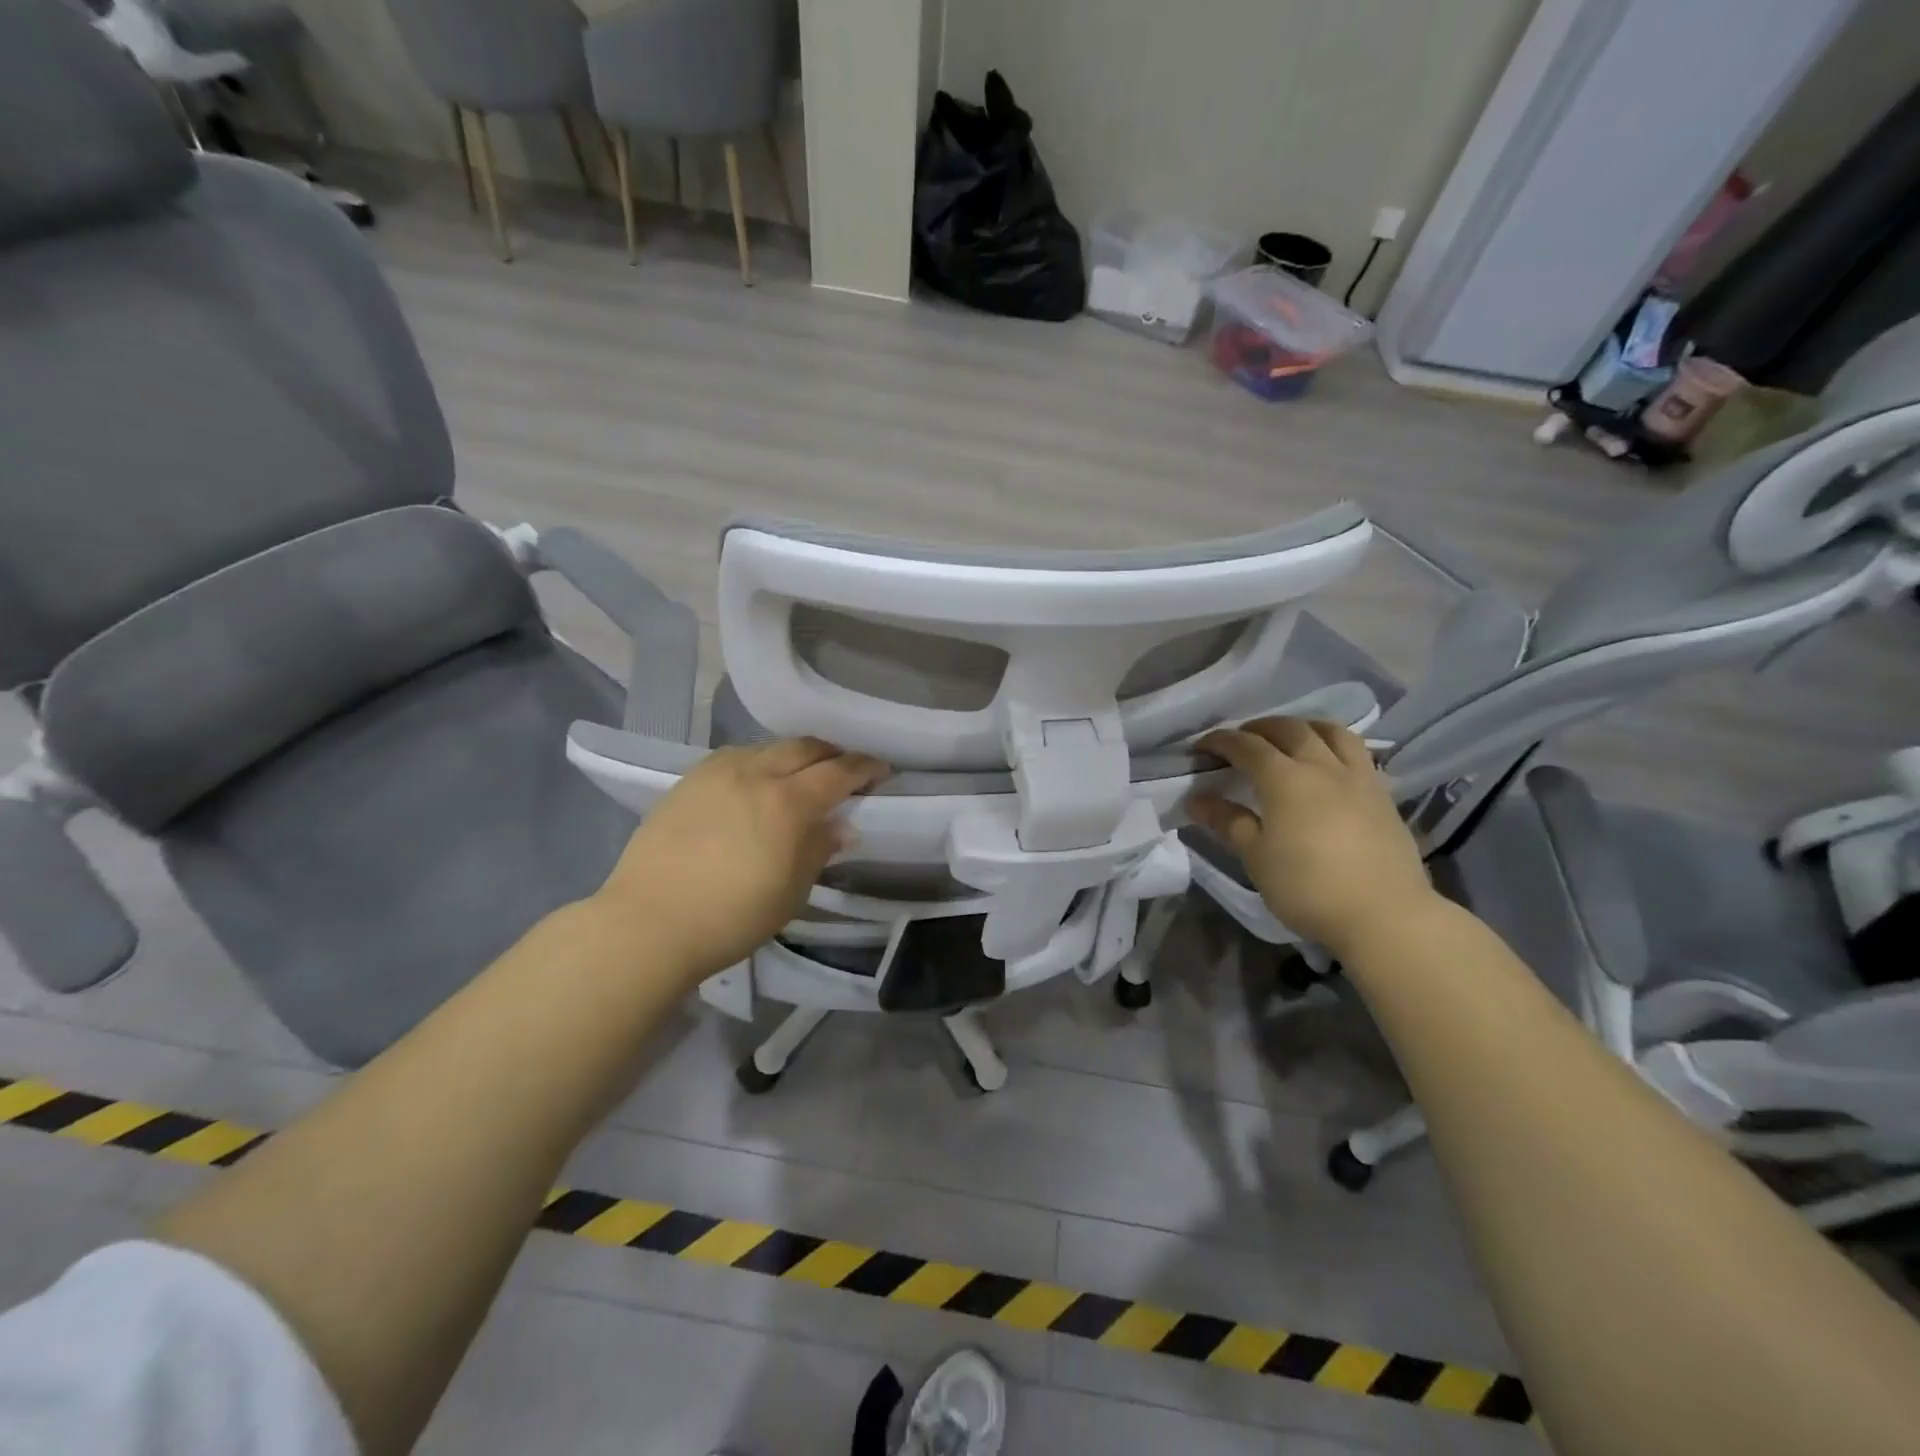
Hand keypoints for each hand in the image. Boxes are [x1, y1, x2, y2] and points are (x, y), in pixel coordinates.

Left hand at [593, 738, 889, 982]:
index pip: (838, 772)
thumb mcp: (791, 892)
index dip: (865, 768)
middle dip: (831, 753)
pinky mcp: (688, 780)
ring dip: (793, 755)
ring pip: (767, 747)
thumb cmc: (732, 917)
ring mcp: (717, 772)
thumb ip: (819, 849)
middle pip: (804, 748)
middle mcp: (755, 774)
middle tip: (844, 769)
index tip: (881, 770)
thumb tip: (840, 826)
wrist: (648, 923)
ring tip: (800, 774)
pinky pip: (735, 757)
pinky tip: (755, 781)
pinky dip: (758, 762)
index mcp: (788, 802)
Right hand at [1188, 718, 1434, 955]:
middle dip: (1259, 728)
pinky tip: (1327, 765)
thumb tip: (1195, 799)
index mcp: (1285, 779)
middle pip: (1289, 729)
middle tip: (1240, 740)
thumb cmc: (1308, 887)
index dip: (1220, 741)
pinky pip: (1356, 753)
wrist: (1385, 915)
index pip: (1246, 746)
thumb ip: (1228, 822)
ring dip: (1303, 726)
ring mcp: (1358, 777)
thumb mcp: (1257, 857)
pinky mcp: (1383, 794)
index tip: (1200, 747)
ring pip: (1331, 731)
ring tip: (1288, 738)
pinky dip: (1333, 745)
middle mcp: (1322, 766)